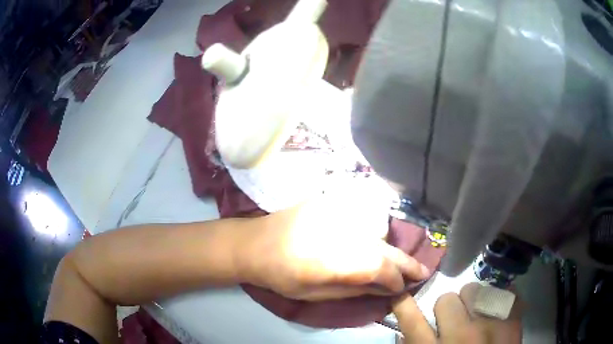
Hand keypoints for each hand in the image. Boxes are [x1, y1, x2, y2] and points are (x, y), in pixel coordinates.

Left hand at [237, 186, 430, 300]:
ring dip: (392, 249)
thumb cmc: (281, 277)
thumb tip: (385, 289)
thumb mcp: (315, 294)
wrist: (254, 244)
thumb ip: (354, 289)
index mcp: (334, 259)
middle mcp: (341, 232)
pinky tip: (375, 243)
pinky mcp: (330, 202)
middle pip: (384, 249)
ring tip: (401, 263)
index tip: (403, 289)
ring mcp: (336, 213)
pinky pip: (363, 217)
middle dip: (407, 263)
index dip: (396, 280)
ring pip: (378, 232)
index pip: (380, 269)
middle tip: (424, 270)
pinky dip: (375, 233)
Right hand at [393, 283, 521, 343]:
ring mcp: (489, 326)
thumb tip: (405, 335)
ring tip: (479, 315)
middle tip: (456, 321)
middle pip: (446, 300)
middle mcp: (460, 338)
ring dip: (473, 301)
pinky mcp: (512, 321)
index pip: (412, 322)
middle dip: (449, 309)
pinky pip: (503, 293)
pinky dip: (499, 299)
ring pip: (474, 290)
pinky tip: (498, 311)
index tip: (401, 297)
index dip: (403, 305)